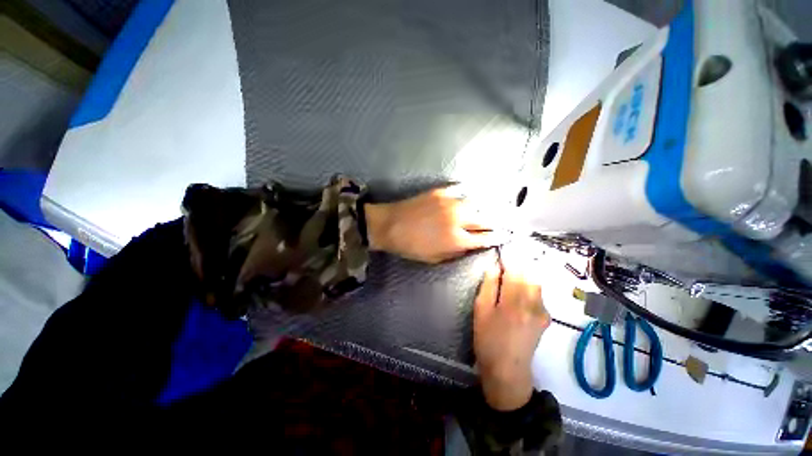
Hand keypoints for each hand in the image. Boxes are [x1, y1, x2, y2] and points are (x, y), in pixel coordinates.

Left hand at [364, 187, 507, 263]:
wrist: (390, 225)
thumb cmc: (411, 246)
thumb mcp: (434, 258)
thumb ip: (456, 252)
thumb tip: (471, 244)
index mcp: (457, 239)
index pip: (485, 238)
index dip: (497, 237)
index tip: (506, 235)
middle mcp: (458, 219)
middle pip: (485, 219)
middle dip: (494, 223)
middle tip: (500, 224)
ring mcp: (450, 203)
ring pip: (475, 204)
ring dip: (480, 209)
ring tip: (482, 212)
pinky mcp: (440, 192)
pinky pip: (459, 191)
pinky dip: (464, 196)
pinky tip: (465, 199)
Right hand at [474, 255, 549, 410]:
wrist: (507, 370)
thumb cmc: (488, 339)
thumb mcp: (481, 310)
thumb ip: (489, 286)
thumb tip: (494, 267)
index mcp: (514, 301)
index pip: (515, 270)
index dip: (509, 258)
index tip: (502, 251)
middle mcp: (533, 304)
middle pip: (530, 274)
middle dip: (519, 264)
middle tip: (507, 260)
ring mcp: (542, 312)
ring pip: (536, 283)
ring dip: (525, 274)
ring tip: (512, 272)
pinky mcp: (545, 319)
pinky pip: (539, 294)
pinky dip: (530, 286)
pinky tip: (520, 289)